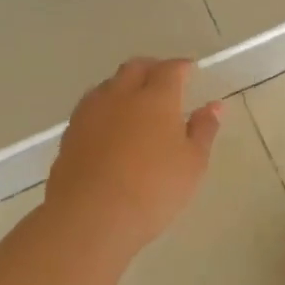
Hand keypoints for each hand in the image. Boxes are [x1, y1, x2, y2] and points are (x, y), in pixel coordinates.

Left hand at [46, 58, 222, 260]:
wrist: (89, 217)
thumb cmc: (153, 189)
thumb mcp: (193, 163)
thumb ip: (204, 130)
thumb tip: (214, 106)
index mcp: (156, 98)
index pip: (170, 69)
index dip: (181, 67)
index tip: (190, 71)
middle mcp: (121, 95)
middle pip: (135, 68)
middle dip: (151, 68)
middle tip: (164, 81)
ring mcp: (91, 113)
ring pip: (109, 85)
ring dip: (124, 85)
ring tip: (136, 103)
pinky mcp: (70, 134)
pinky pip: (91, 107)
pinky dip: (106, 107)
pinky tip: (111, 127)